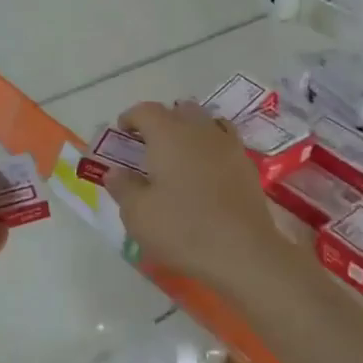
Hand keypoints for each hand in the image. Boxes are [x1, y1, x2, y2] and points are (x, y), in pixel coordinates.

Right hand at [103, 101, 291, 289]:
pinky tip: (206, 173)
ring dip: (189, 131)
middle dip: (162, 122)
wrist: (243, 252)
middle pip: (179, 111)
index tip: (121, 136)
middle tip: (149, 148)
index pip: (146, 110)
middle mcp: (200, 130)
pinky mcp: (247, 165)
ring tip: (179, 157)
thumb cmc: (182, 229)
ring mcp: (228, 145)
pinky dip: (211, 149)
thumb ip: (123, 187)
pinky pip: (225, 143)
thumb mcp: (138, 214)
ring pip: (206, 123)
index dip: (130, 119)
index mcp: (169, 134)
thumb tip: (116, 172)